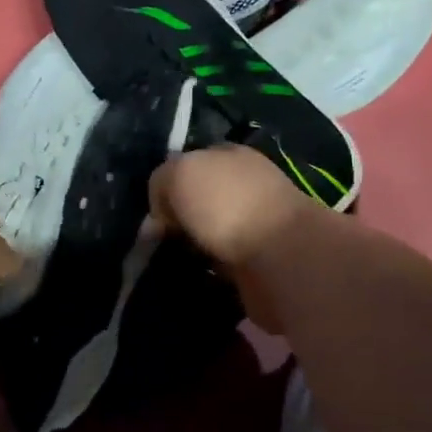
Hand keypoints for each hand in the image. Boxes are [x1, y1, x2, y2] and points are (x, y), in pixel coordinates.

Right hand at [149, 147, 321, 332]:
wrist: (280, 258)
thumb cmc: (227, 204)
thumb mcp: (179, 173)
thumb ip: (160, 183)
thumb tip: (159, 216)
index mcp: (230, 155)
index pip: (192, 162)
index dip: (168, 183)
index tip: (152, 209)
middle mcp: (245, 186)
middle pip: (200, 200)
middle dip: (178, 218)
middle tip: (155, 239)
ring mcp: (255, 225)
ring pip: (209, 233)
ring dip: (191, 247)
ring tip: (166, 261)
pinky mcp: (259, 263)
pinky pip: (221, 265)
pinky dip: (206, 272)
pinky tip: (190, 277)